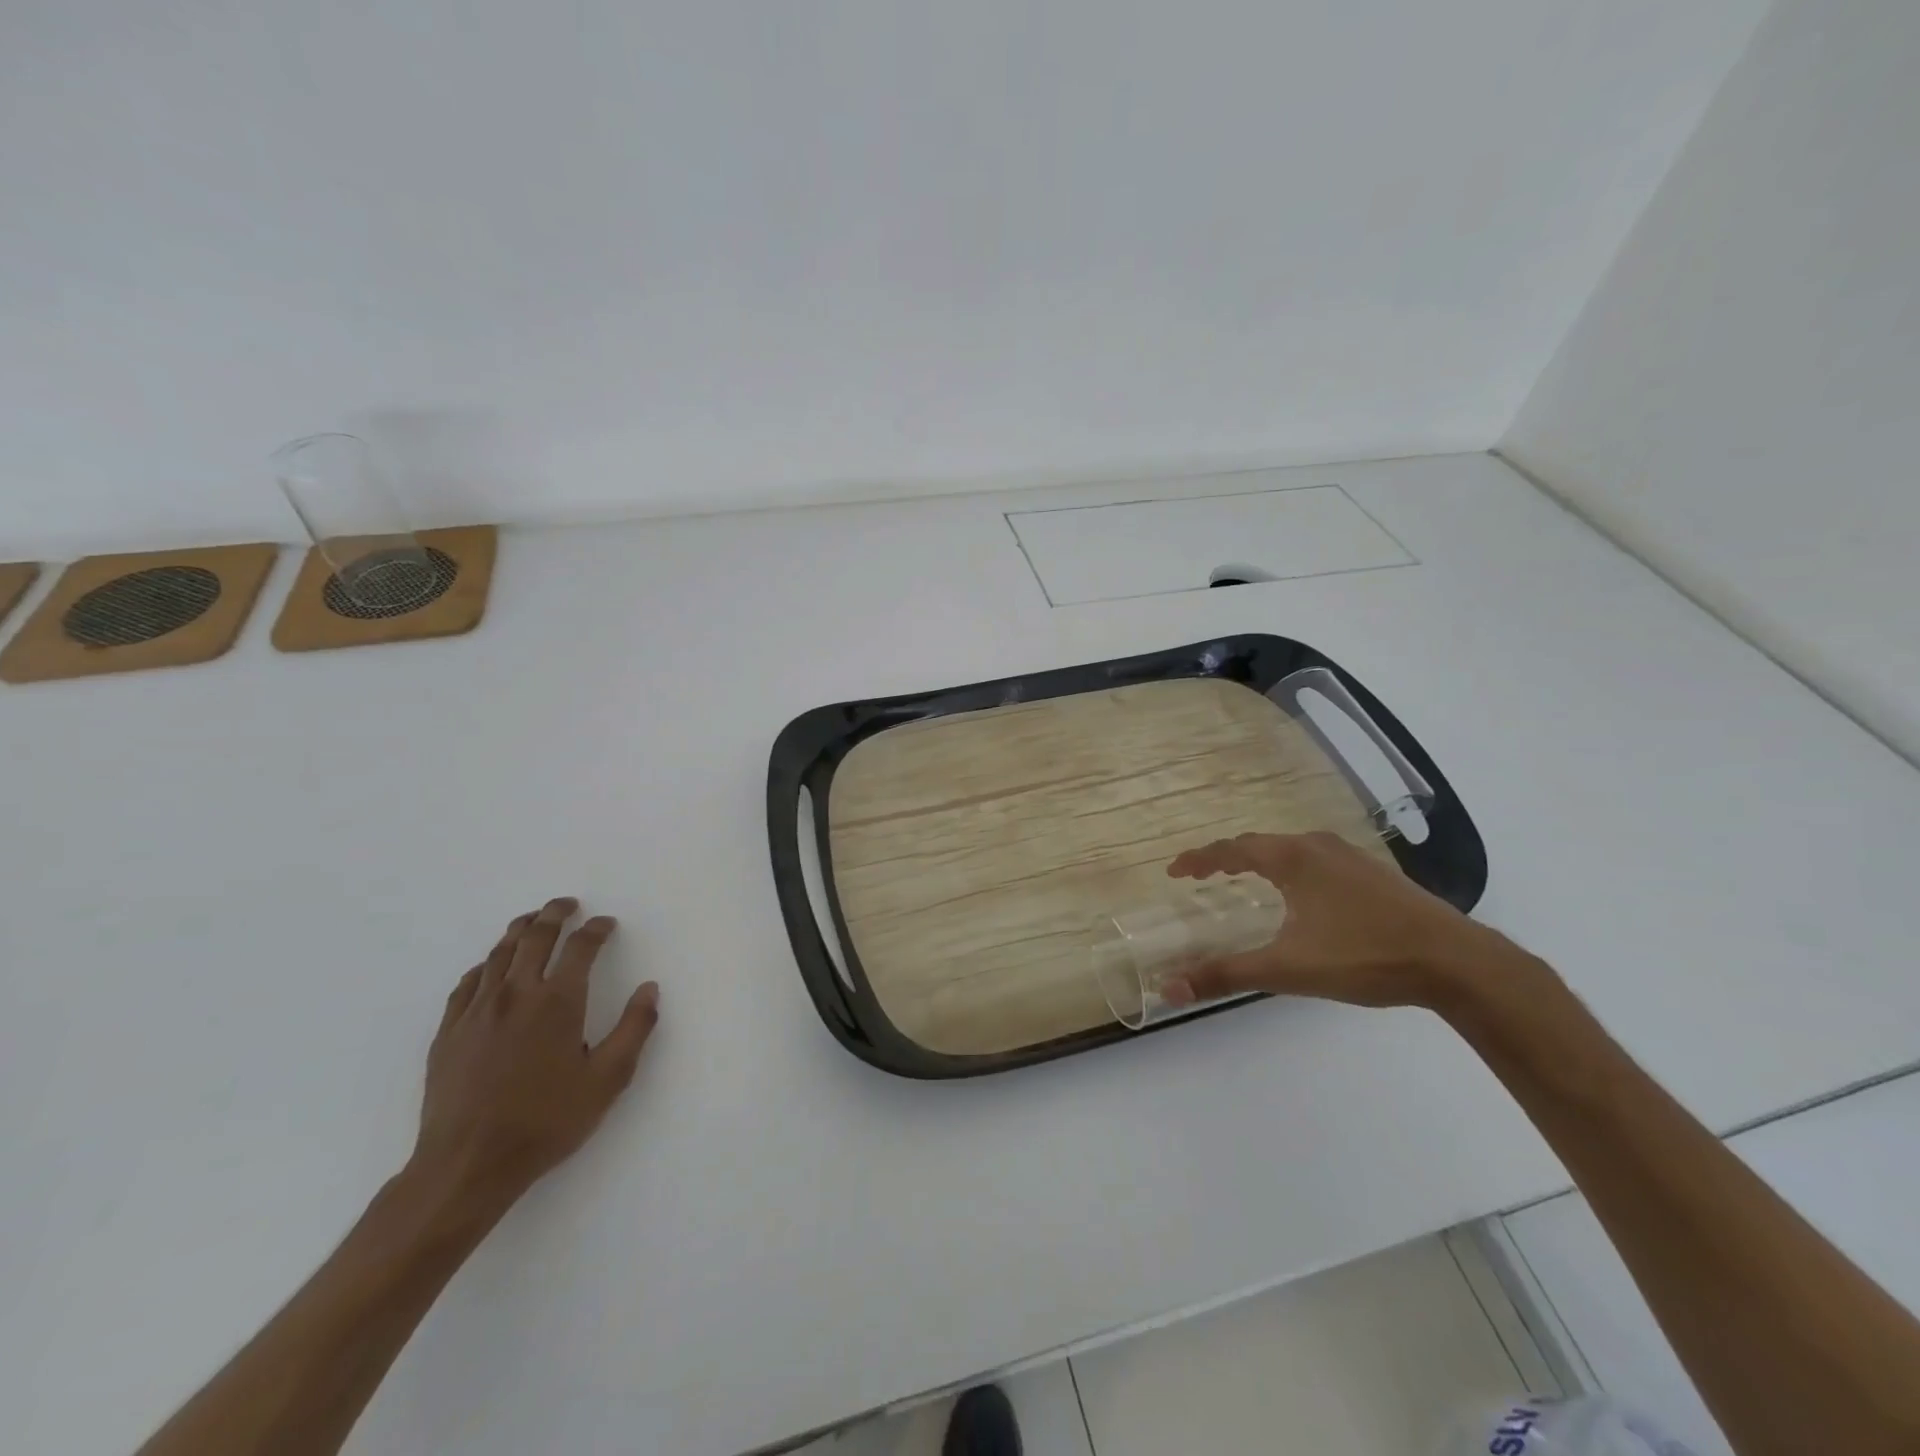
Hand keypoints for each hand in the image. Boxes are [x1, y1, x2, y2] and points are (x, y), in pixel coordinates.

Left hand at [410, 898, 659, 1208]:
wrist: (467, 1165)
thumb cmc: (546, 1121)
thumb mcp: (608, 1080)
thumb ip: (634, 1029)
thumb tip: (649, 988)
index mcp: (558, 1001)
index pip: (580, 947)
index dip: (596, 929)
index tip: (606, 924)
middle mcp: (516, 994)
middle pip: (535, 937)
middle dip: (554, 914)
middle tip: (567, 904)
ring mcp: (477, 1011)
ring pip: (498, 954)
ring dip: (519, 931)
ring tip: (531, 921)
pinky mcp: (449, 1032)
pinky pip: (467, 983)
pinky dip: (485, 965)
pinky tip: (489, 968)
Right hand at [1163, 832, 1538, 1010]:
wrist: (1457, 962)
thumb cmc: (1364, 956)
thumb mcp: (1287, 969)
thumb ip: (1226, 975)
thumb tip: (1168, 988)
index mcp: (1293, 859)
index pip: (1232, 849)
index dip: (1200, 859)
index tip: (1175, 871)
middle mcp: (1318, 847)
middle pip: (1261, 844)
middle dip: (1227, 858)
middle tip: (1204, 875)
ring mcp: (1352, 857)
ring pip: (1292, 850)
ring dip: (1262, 861)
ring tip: (1246, 880)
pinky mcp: (1376, 874)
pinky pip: (1317, 860)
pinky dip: (1292, 869)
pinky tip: (1303, 895)